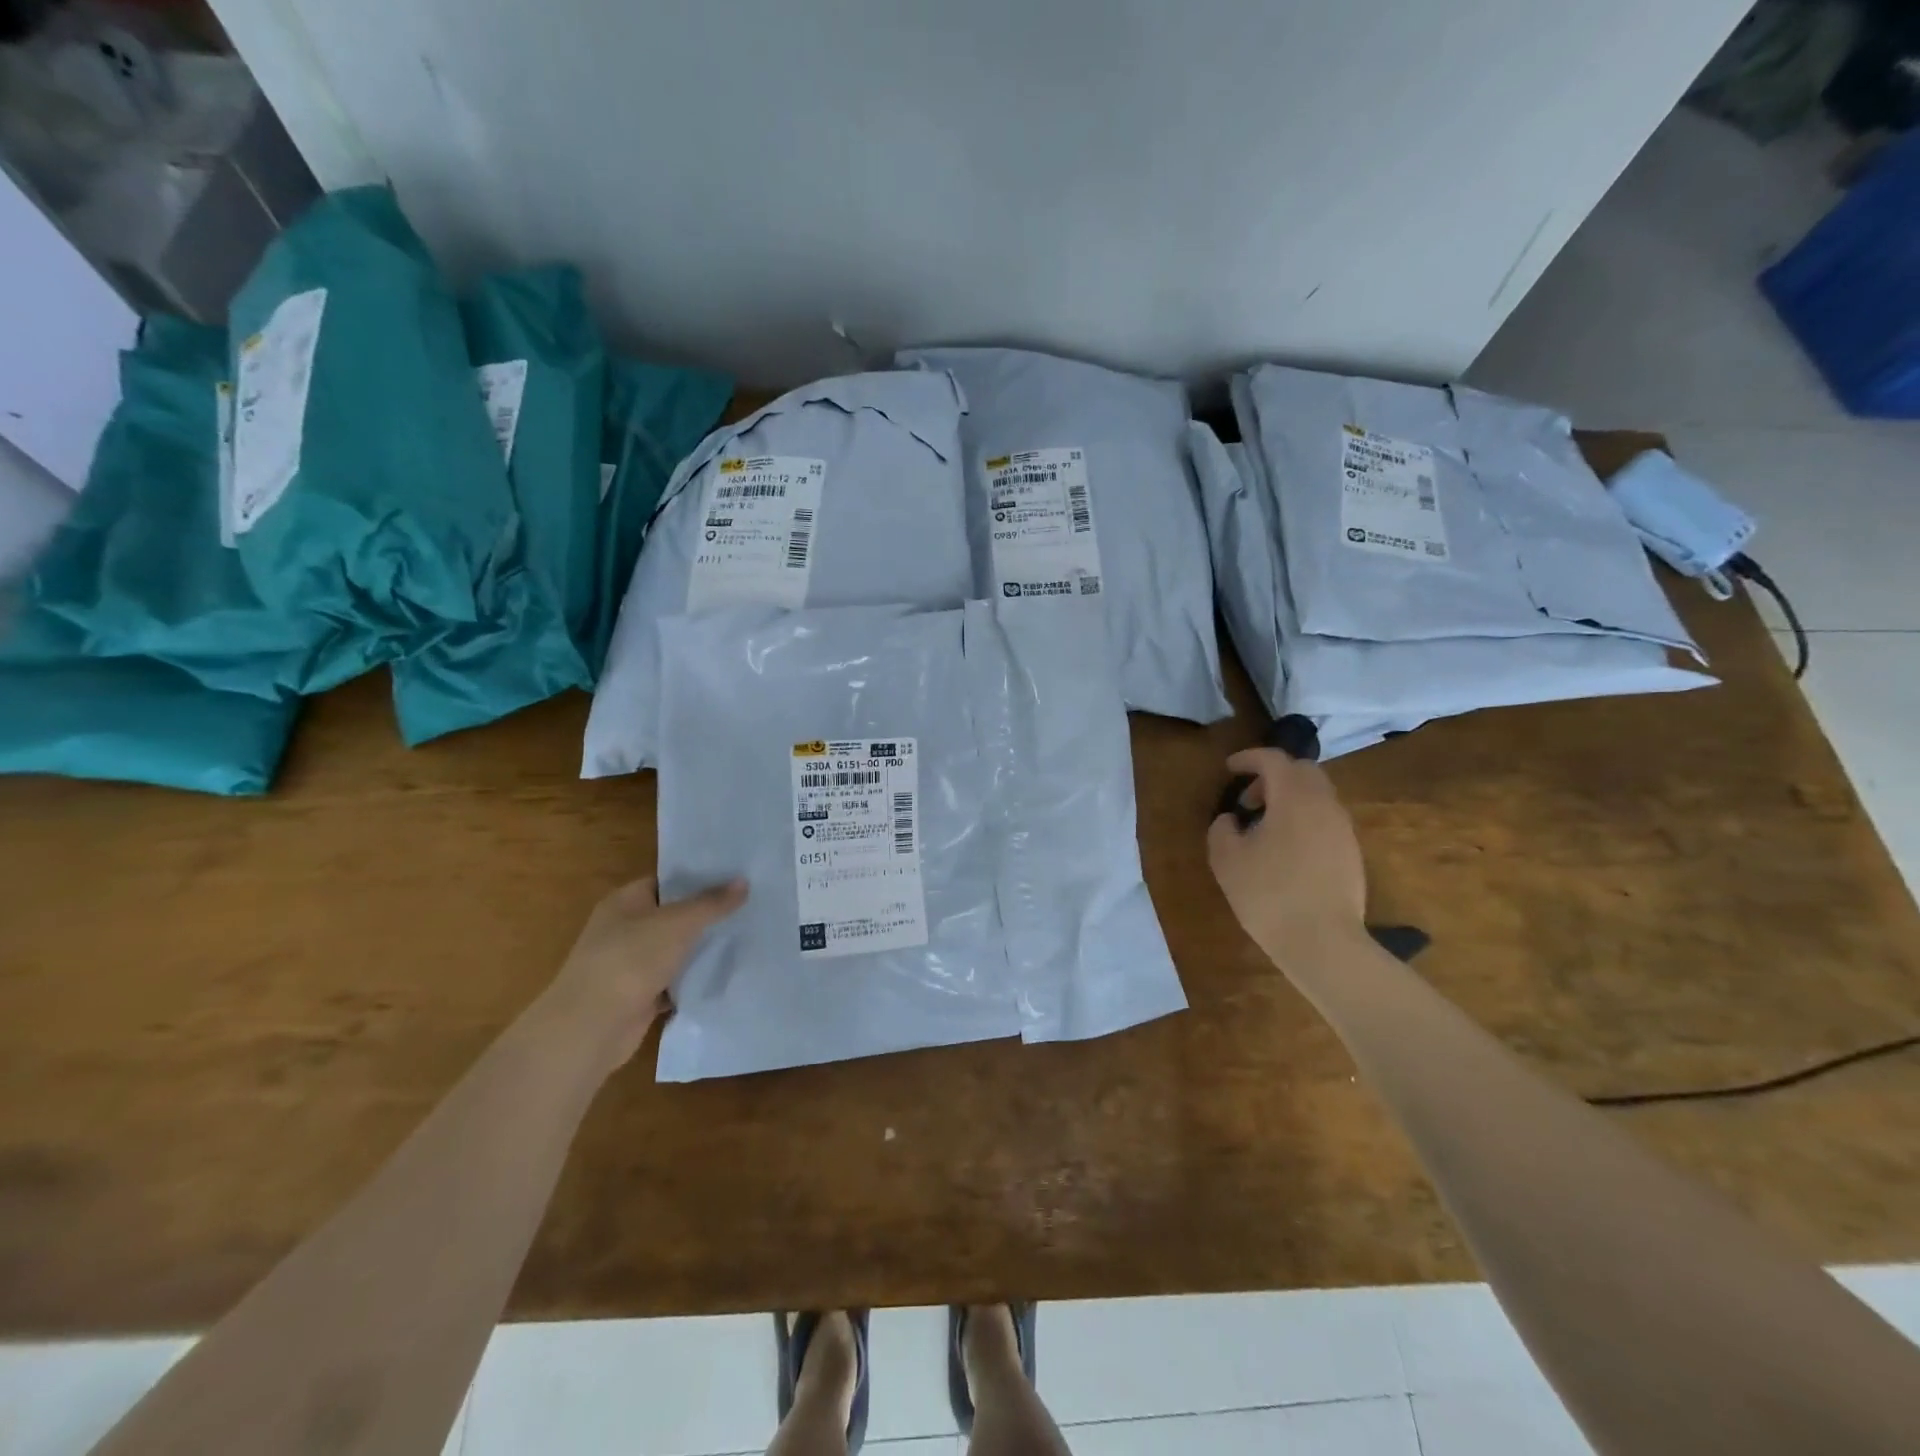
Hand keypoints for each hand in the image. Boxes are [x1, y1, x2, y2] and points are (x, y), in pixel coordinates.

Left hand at [543, 876, 746, 1076]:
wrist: (592, 1027)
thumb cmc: (631, 960)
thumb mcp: (678, 923)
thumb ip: (712, 903)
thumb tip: (744, 881)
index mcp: (625, 902)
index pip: (666, 881)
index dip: (699, 877)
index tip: (735, 877)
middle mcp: (624, 929)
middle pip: (673, 915)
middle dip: (707, 914)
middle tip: (749, 906)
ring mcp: (630, 965)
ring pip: (675, 950)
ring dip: (702, 949)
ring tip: (746, 937)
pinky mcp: (640, 996)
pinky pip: (674, 981)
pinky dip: (694, 980)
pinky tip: (725, 974)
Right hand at [1207, 748, 1365, 962]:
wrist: (1323, 942)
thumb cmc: (1268, 894)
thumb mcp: (1226, 859)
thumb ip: (1222, 829)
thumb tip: (1232, 819)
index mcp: (1293, 798)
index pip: (1274, 760)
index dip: (1249, 758)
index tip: (1229, 768)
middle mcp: (1324, 804)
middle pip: (1303, 771)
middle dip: (1273, 775)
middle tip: (1249, 799)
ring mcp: (1343, 829)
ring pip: (1317, 795)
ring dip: (1289, 798)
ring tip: (1265, 827)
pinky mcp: (1351, 852)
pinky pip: (1325, 819)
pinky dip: (1303, 818)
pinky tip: (1285, 850)